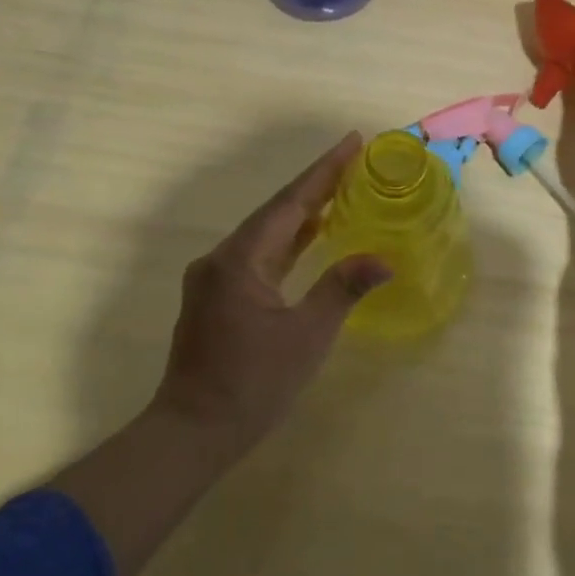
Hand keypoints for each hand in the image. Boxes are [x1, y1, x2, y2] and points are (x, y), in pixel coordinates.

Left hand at [152, 132, 390, 465]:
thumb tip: (383, 260)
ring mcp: (216, 276)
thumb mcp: (306, 337)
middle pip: (277, 210)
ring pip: (267, 232)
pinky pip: (260, 253)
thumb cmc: (252, 386)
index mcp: (240, 260)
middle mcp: (222, 258)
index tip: (352, 142)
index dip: (324, 171)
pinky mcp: (218, 295)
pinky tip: (312, 234)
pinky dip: (289, 240)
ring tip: (342, 189)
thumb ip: (341, 289)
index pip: (290, 203)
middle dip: (317, 184)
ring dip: (303, 211)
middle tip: (355, 159)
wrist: (191, 433)